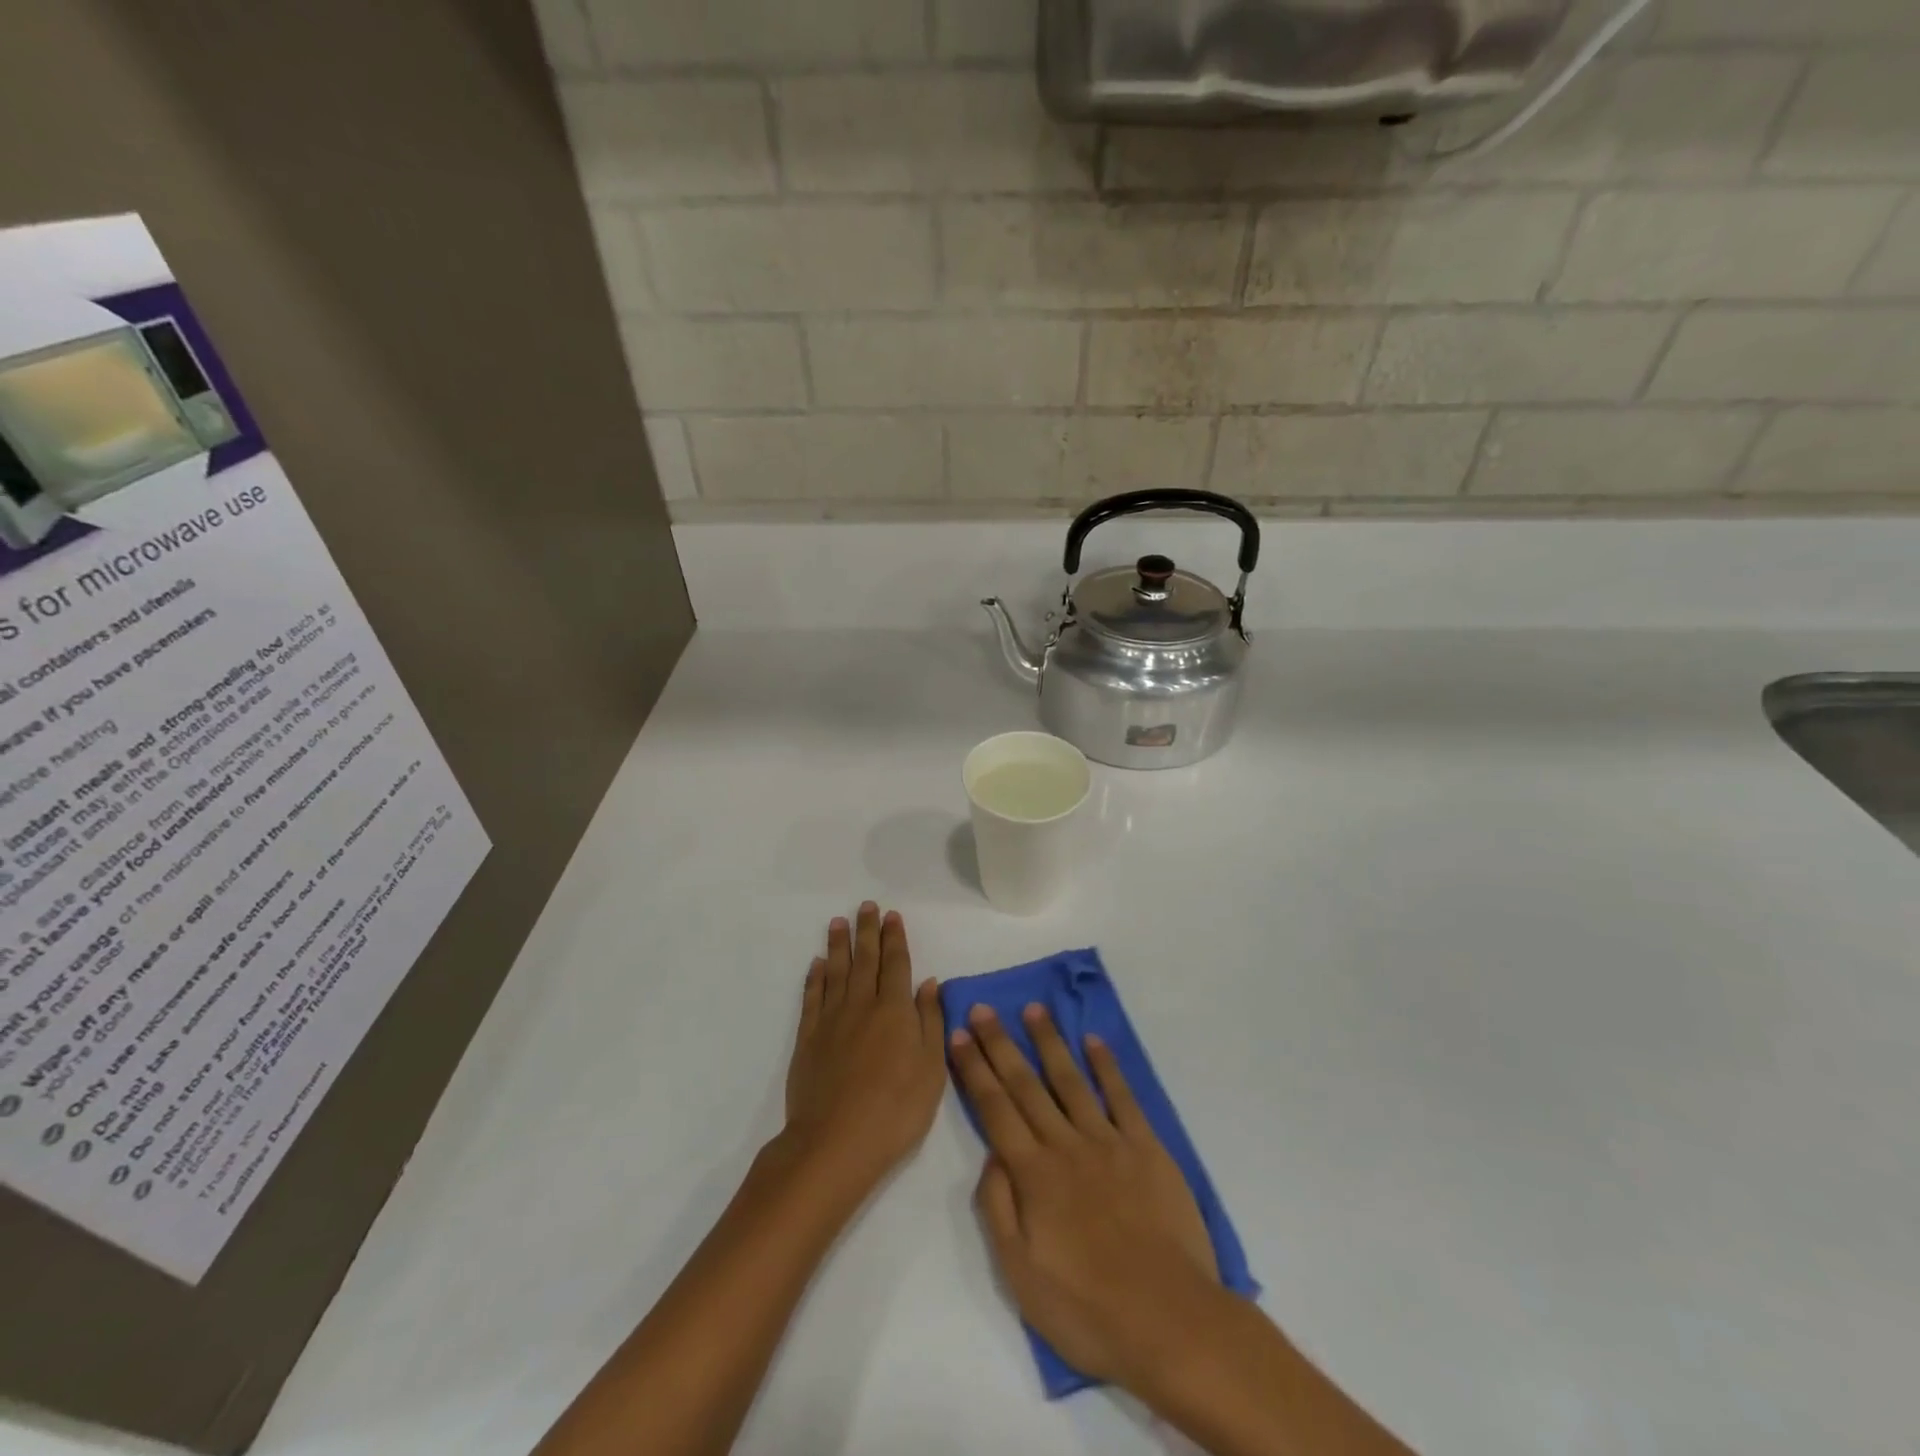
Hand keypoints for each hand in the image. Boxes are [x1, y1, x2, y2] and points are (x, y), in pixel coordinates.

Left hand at [781, 903, 946, 1201]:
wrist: (835, 1143)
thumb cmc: (896, 1110)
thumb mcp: (931, 1070)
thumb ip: (930, 1022)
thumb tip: (929, 983)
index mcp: (895, 1011)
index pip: (896, 964)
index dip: (895, 938)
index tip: (892, 915)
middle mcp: (862, 1005)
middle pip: (865, 959)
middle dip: (867, 931)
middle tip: (866, 906)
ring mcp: (832, 1020)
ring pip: (837, 971)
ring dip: (839, 944)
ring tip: (838, 922)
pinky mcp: (808, 1038)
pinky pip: (813, 997)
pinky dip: (815, 977)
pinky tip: (818, 964)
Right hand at [950, 1002, 1222, 1391]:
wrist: (1170, 1322)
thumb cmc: (1088, 1309)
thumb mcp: (1020, 1274)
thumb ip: (998, 1207)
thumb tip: (991, 1154)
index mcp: (1033, 1174)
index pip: (995, 1108)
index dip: (974, 1069)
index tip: (958, 1034)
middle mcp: (1066, 1145)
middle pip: (1026, 1085)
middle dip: (1000, 1044)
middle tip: (983, 1008)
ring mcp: (1108, 1141)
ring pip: (1070, 1080)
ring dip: (1049, 1042)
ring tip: (1033, 1009)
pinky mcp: (1146, 1148)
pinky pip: (1122, 1097)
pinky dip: (1106, 1066)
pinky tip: (1093, 1041)